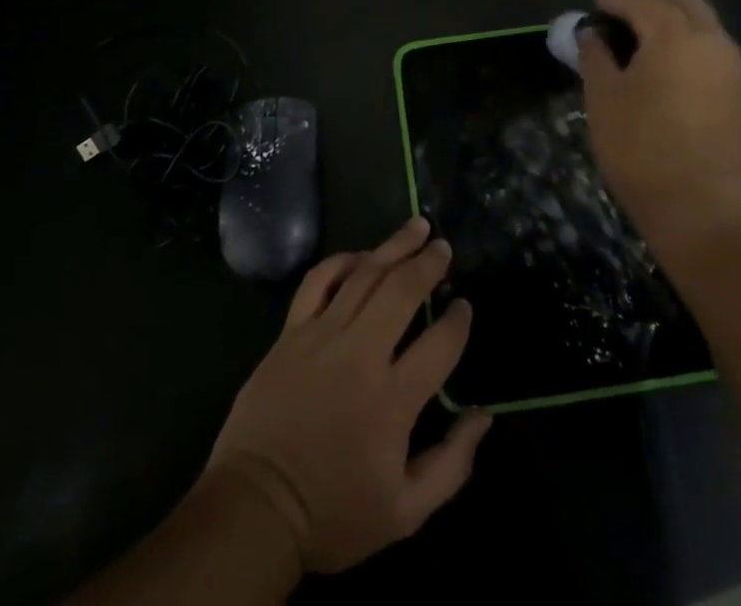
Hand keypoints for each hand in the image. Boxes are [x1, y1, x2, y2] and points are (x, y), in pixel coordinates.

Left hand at [203, 218, 492, 574]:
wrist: (257, 507)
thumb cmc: (334, 513)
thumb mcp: (405, 513)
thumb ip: (452, 465)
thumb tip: (483, 417)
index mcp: (393, 400)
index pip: (439, 345)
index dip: (459, 321)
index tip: (465, 306)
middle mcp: (361, 355)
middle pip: (402, 292)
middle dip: (428, 264)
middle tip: (443, 247)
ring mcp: (322, 336)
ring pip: (364, 275)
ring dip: (394, 247)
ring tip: (416, 227)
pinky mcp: (292, 332)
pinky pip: (318, 281)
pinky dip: (341, 261)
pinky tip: (360, 255)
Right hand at [579, 0, 740, 257]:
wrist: (697, 207)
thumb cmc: (639, 147)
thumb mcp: (603, 97)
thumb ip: (595, 55)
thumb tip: (592, 34)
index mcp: (675, 36)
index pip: (641, 2)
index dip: (614, 0)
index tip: (595, 4)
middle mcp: (710, 40)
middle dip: (649, 1)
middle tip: (620, 20)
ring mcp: (730, 66)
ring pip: (702, 20)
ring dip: (671, 20)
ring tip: (639, 43)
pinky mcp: (737, 91)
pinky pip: (711, 46)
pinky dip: (687, 42)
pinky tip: (663, 66)